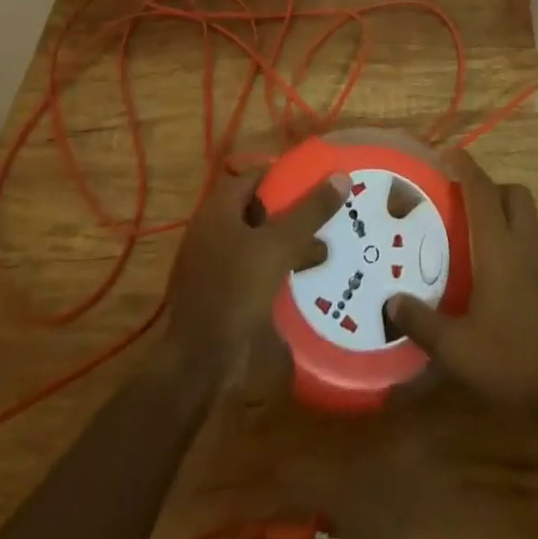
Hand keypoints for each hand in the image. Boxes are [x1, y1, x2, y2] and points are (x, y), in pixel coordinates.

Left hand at [164, 165, 345, 384]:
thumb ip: (310, 211)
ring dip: (288, 242)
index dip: (287, 174)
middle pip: (259, 207)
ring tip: (325, 249)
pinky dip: (277, 267)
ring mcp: (213, 261)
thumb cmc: (235, 291)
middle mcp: (213, 228)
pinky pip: (253, 267)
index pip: (257, 175)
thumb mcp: (279, 246)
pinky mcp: (219, 291)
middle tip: (328, 214)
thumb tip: (341, 176)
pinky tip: (303, 278)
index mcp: (220, 208)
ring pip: (258, 240)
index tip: (319, 180)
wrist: (197, 364)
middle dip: (293, 211)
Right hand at [387, 149, 537, 415]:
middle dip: (490, 188)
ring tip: (478, 237)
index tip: (447, 153)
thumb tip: (391, 302)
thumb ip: (422, 323)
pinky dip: (517, 240)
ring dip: (505, 213)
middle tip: (462, 204)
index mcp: (499, 246)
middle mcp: (526, 242)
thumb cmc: (514, 358)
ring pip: (528, 216)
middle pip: (513, 193)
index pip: (481, 191)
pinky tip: (500, 273)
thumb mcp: (458, 349)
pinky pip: (535, 242)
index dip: (465, 167)